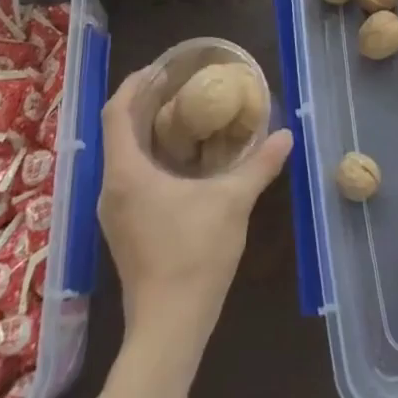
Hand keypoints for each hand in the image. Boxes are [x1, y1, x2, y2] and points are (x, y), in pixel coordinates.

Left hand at [96, 65, 291, 343]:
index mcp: (127, 173)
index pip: (116, 113)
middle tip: (179, 86)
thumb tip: (286, 134)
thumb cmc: (194, 256)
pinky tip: (180, 161)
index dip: (133, 84)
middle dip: (144, 104)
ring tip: (183, 117)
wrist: (168, 328)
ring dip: (146, 132)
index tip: (159, 68)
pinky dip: (148, 157)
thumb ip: (259, 165)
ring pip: (122, 156)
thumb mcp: (233, 203)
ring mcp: (113, 213)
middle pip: (118, 131)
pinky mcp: (122, 230)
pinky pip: (128, 178)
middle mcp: (110, 188)